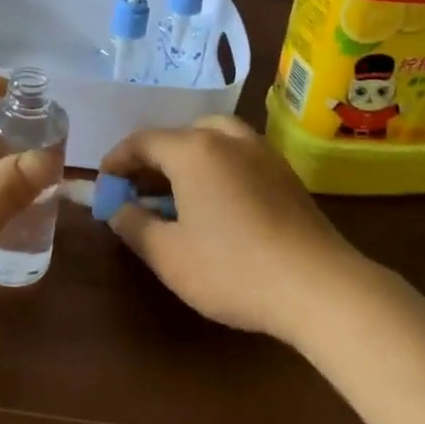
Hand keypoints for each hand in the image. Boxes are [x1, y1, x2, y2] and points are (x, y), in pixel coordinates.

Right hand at [99, 116, 365, 343]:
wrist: (321, 288)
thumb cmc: (234, 269)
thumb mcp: (168, 255)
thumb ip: (133, 224)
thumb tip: (116, 207)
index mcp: (193, 149)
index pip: (142, 141)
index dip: (117, 161)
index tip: (103, 185)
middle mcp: (226, 137)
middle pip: (177, 135)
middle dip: (151, 160)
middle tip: (137, 191)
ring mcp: (260, 151)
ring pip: (210, 139)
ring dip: (185, 159)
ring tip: (175, 193)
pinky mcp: (284, 172)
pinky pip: (236, 153)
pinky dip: (214, 165)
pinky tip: (215, 202)